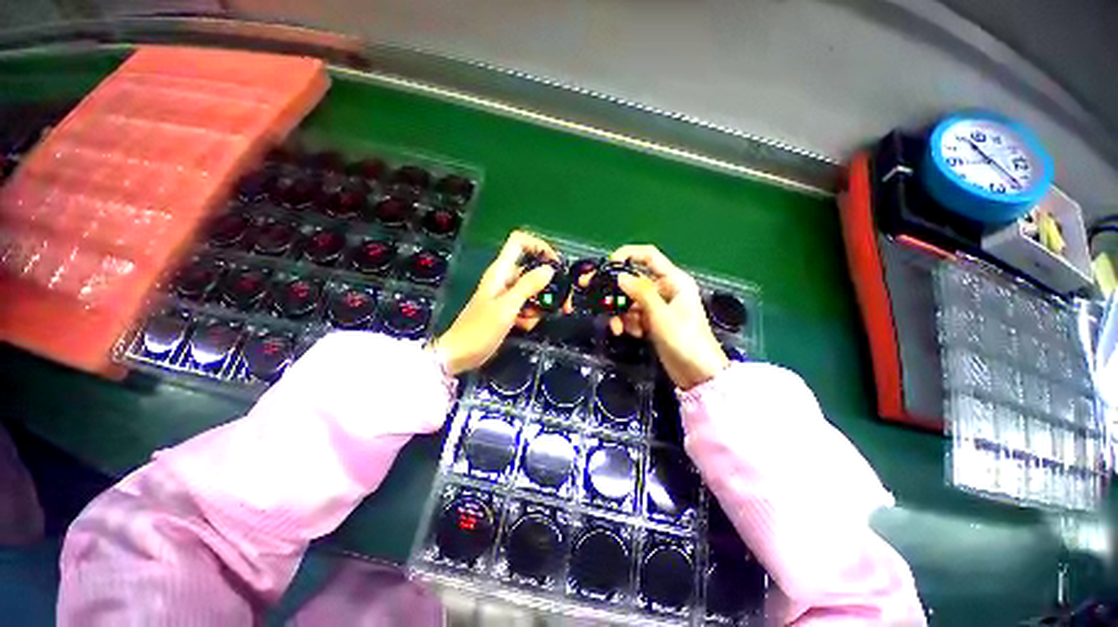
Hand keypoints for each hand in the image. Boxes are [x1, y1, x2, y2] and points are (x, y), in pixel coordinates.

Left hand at [434, 231, 557, 374]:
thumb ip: (528, 286)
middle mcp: (506, 278)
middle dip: (549, 286)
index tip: (556, 265)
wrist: (461, 353)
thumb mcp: (507, 306)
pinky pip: (528, 306)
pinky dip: (530, 316)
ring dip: (538, 306)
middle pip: (534, 270)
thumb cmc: (480, 329)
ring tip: (529, 321)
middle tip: (564, 304)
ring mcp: (507, 294)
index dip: (539, 246)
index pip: (520, 242)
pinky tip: (522, 327)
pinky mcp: (509, 309)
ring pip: (534, 291)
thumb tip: (549, 269)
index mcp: (501, 270)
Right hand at [608, 245, 728, 389]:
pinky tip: (630, 334)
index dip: (627, 255)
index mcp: (673, 280)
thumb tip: (619, 276)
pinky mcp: (652, 322)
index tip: (607, 264)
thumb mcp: (661, 315)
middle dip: (615, 290)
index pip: (648, 256)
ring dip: (620, 313)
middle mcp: (664, 290)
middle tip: (591, 291)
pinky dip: (628, 323)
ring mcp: (657, 307)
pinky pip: (633, 316)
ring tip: (618, 328)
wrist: (698, 374)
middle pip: (633, 280)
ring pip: (629, 301)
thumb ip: (640, 293)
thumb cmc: (685, 340)